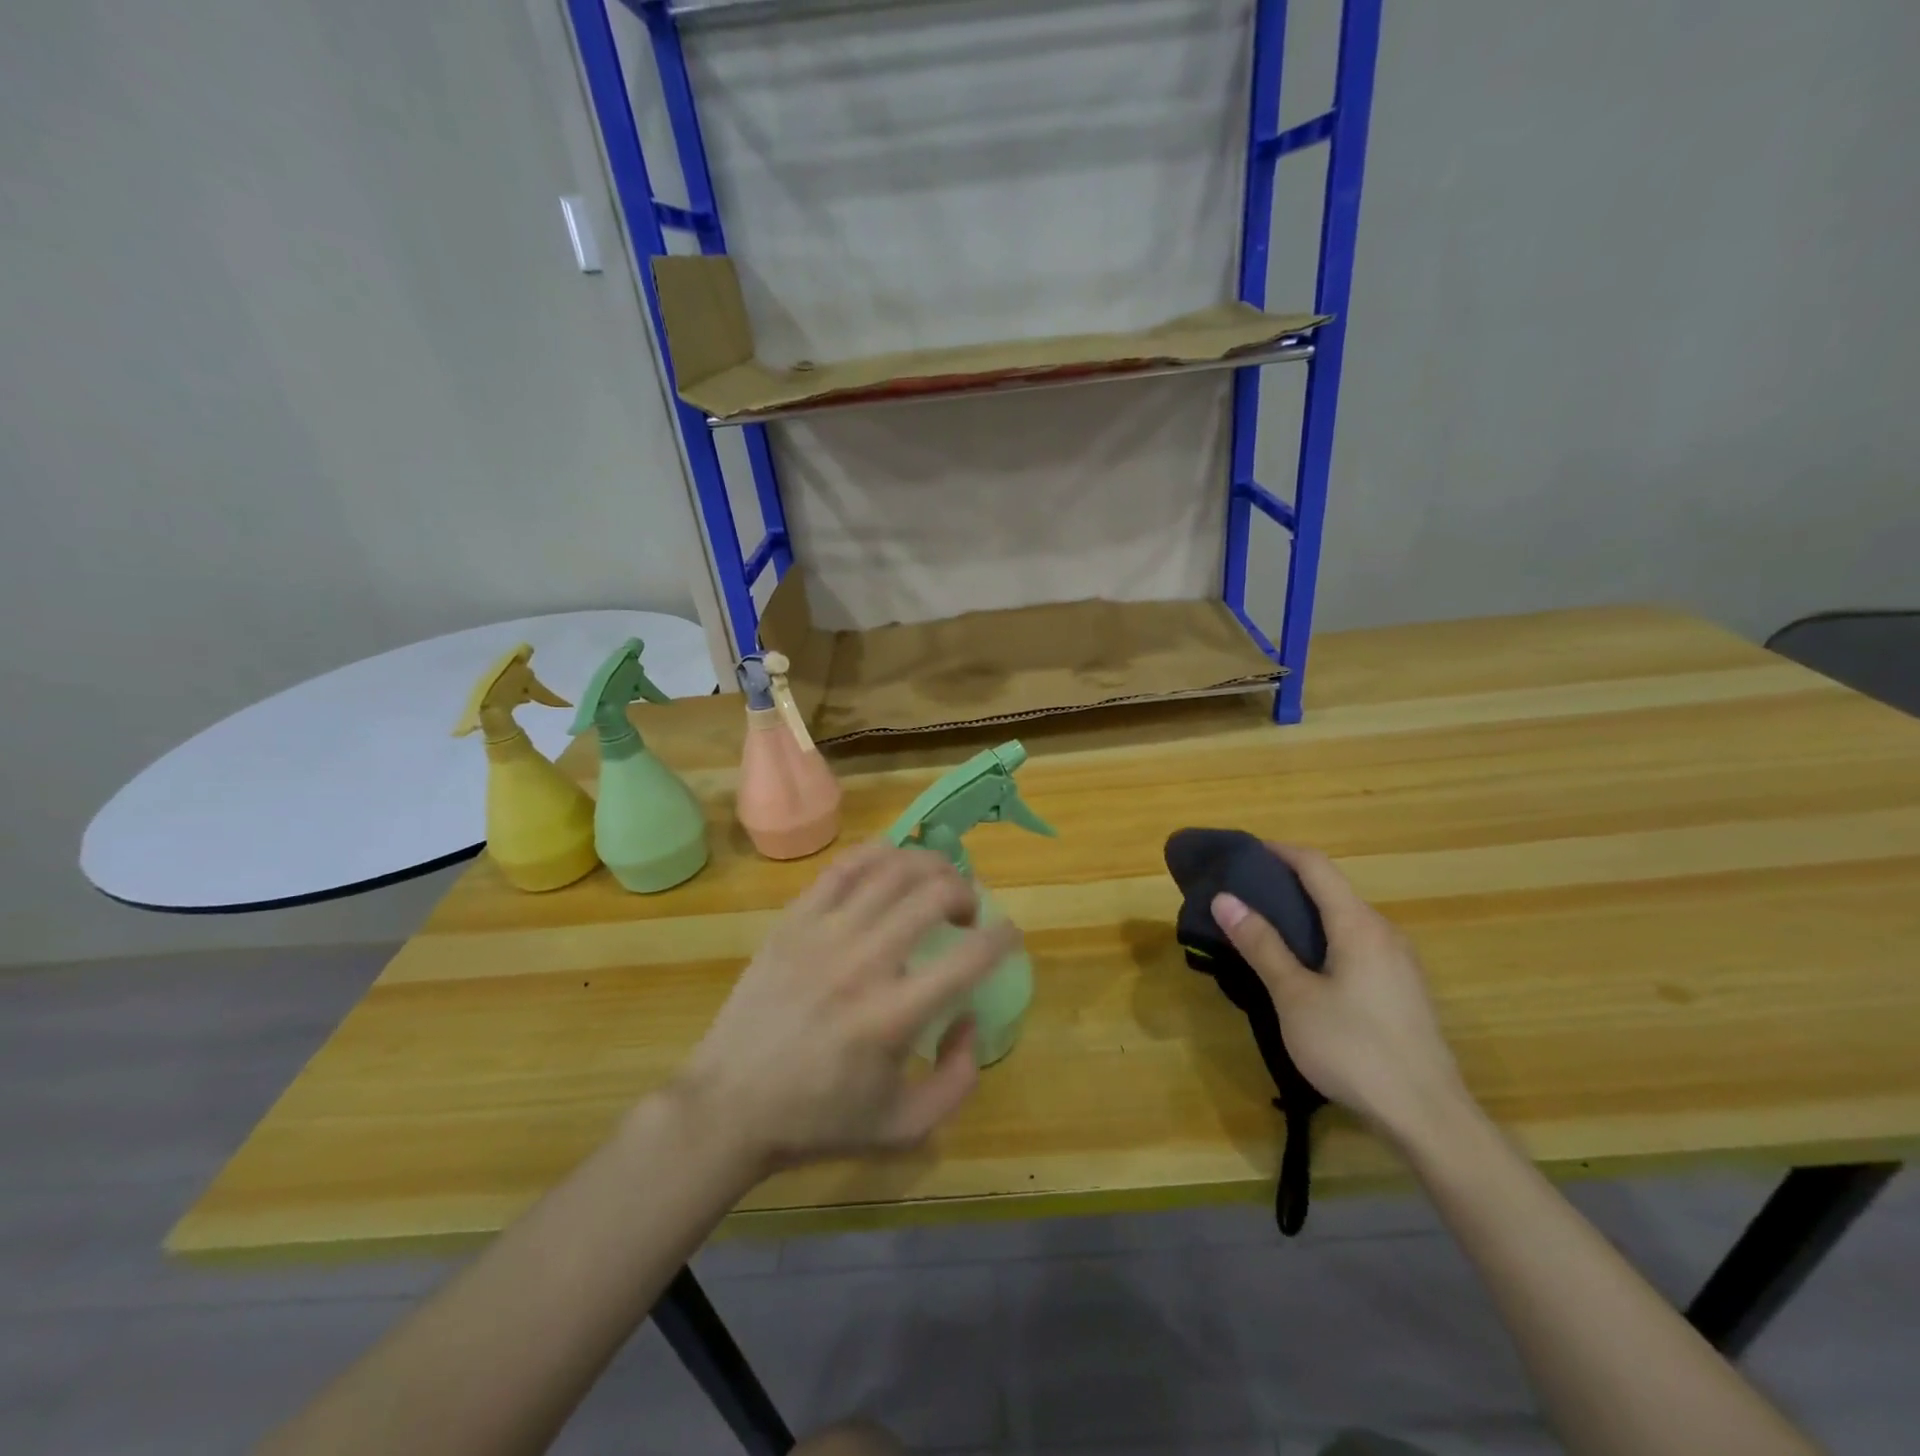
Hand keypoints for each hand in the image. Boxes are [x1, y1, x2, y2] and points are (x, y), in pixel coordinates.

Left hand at [677, 842, 1021, 1175]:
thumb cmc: (819, 1119)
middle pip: (933, 894)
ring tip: (935, 884)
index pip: (970, 956)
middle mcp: (864, 962)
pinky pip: (845, 867)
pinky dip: (879, 855)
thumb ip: (958, 1081)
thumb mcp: (903, 1127)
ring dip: (929, 867)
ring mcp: (824, 933)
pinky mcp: (794, 920)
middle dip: (966, 892)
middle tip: (967, 912)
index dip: (1004, 936)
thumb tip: (970, 1020)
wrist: (729, 1105)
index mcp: (894, 1016)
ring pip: (892, 868)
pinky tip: (892, 866)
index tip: (1010, 934)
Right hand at [1211, 843, 1465, 1144]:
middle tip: (1244, 895)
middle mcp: (1385, 932)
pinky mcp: (1404, 989)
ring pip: (1346, 920)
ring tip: (1265, 929)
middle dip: (1287, 884)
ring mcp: (1400, 962)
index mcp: (1359, 925)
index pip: (1316, 866)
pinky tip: (1304, 968)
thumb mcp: (1294, 996)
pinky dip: (1325, 939)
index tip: (1243, 852)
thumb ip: (1261, 944)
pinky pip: (1358, 944)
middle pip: (1333, 890)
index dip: (1279, 852)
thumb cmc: (1354, 1048)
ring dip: (1306, 914)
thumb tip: (1225, 898)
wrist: (1428, 1117)